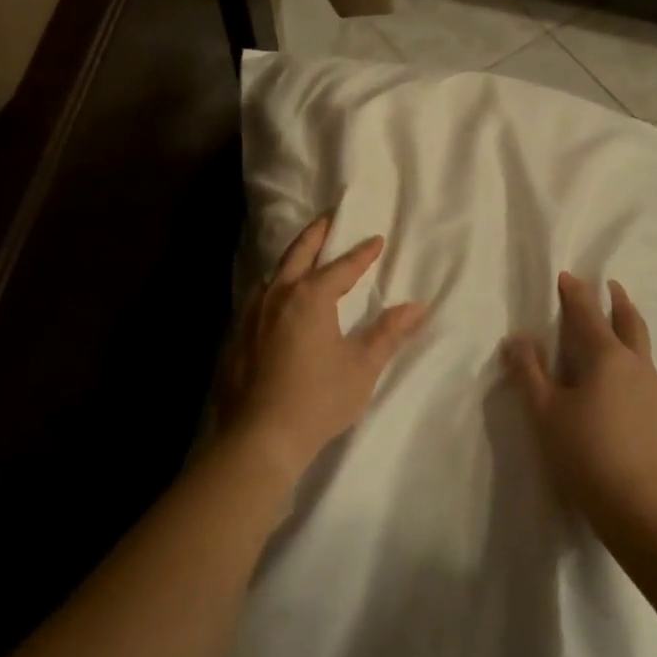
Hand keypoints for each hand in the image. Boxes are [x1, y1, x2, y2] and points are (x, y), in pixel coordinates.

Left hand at [221, 215, 428, 479]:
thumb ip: (388, 333)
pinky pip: (259, 296)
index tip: (376, 239)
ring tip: (304, 255)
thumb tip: (418, 307)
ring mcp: (252, 314)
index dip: (361, 253)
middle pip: (299, 254)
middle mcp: (278, 295)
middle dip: (317, 234)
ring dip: (292, 258)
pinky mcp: (237, 335)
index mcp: (310, 297)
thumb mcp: (362, 367)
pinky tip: (277, 298)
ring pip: (274, 272)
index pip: (342, 267)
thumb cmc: (318, 400)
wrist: (259, 437)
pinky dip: (275, 285)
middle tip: (329, 219)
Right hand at [503, 273, 656, 541]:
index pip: (587, 313)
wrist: (643, 510)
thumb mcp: (545, 412)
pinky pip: (651, 376)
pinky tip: (632, 382)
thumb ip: (529, 371)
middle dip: (617, 300)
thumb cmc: (586, 454)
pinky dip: (638, 365)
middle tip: (611, 285)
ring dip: (631, 329)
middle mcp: (637, 365)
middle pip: (630, 321)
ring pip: (644, 348)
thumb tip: (517, 338)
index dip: (575, 292)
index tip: (566, 276)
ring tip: (621, 328)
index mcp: (606, 357)